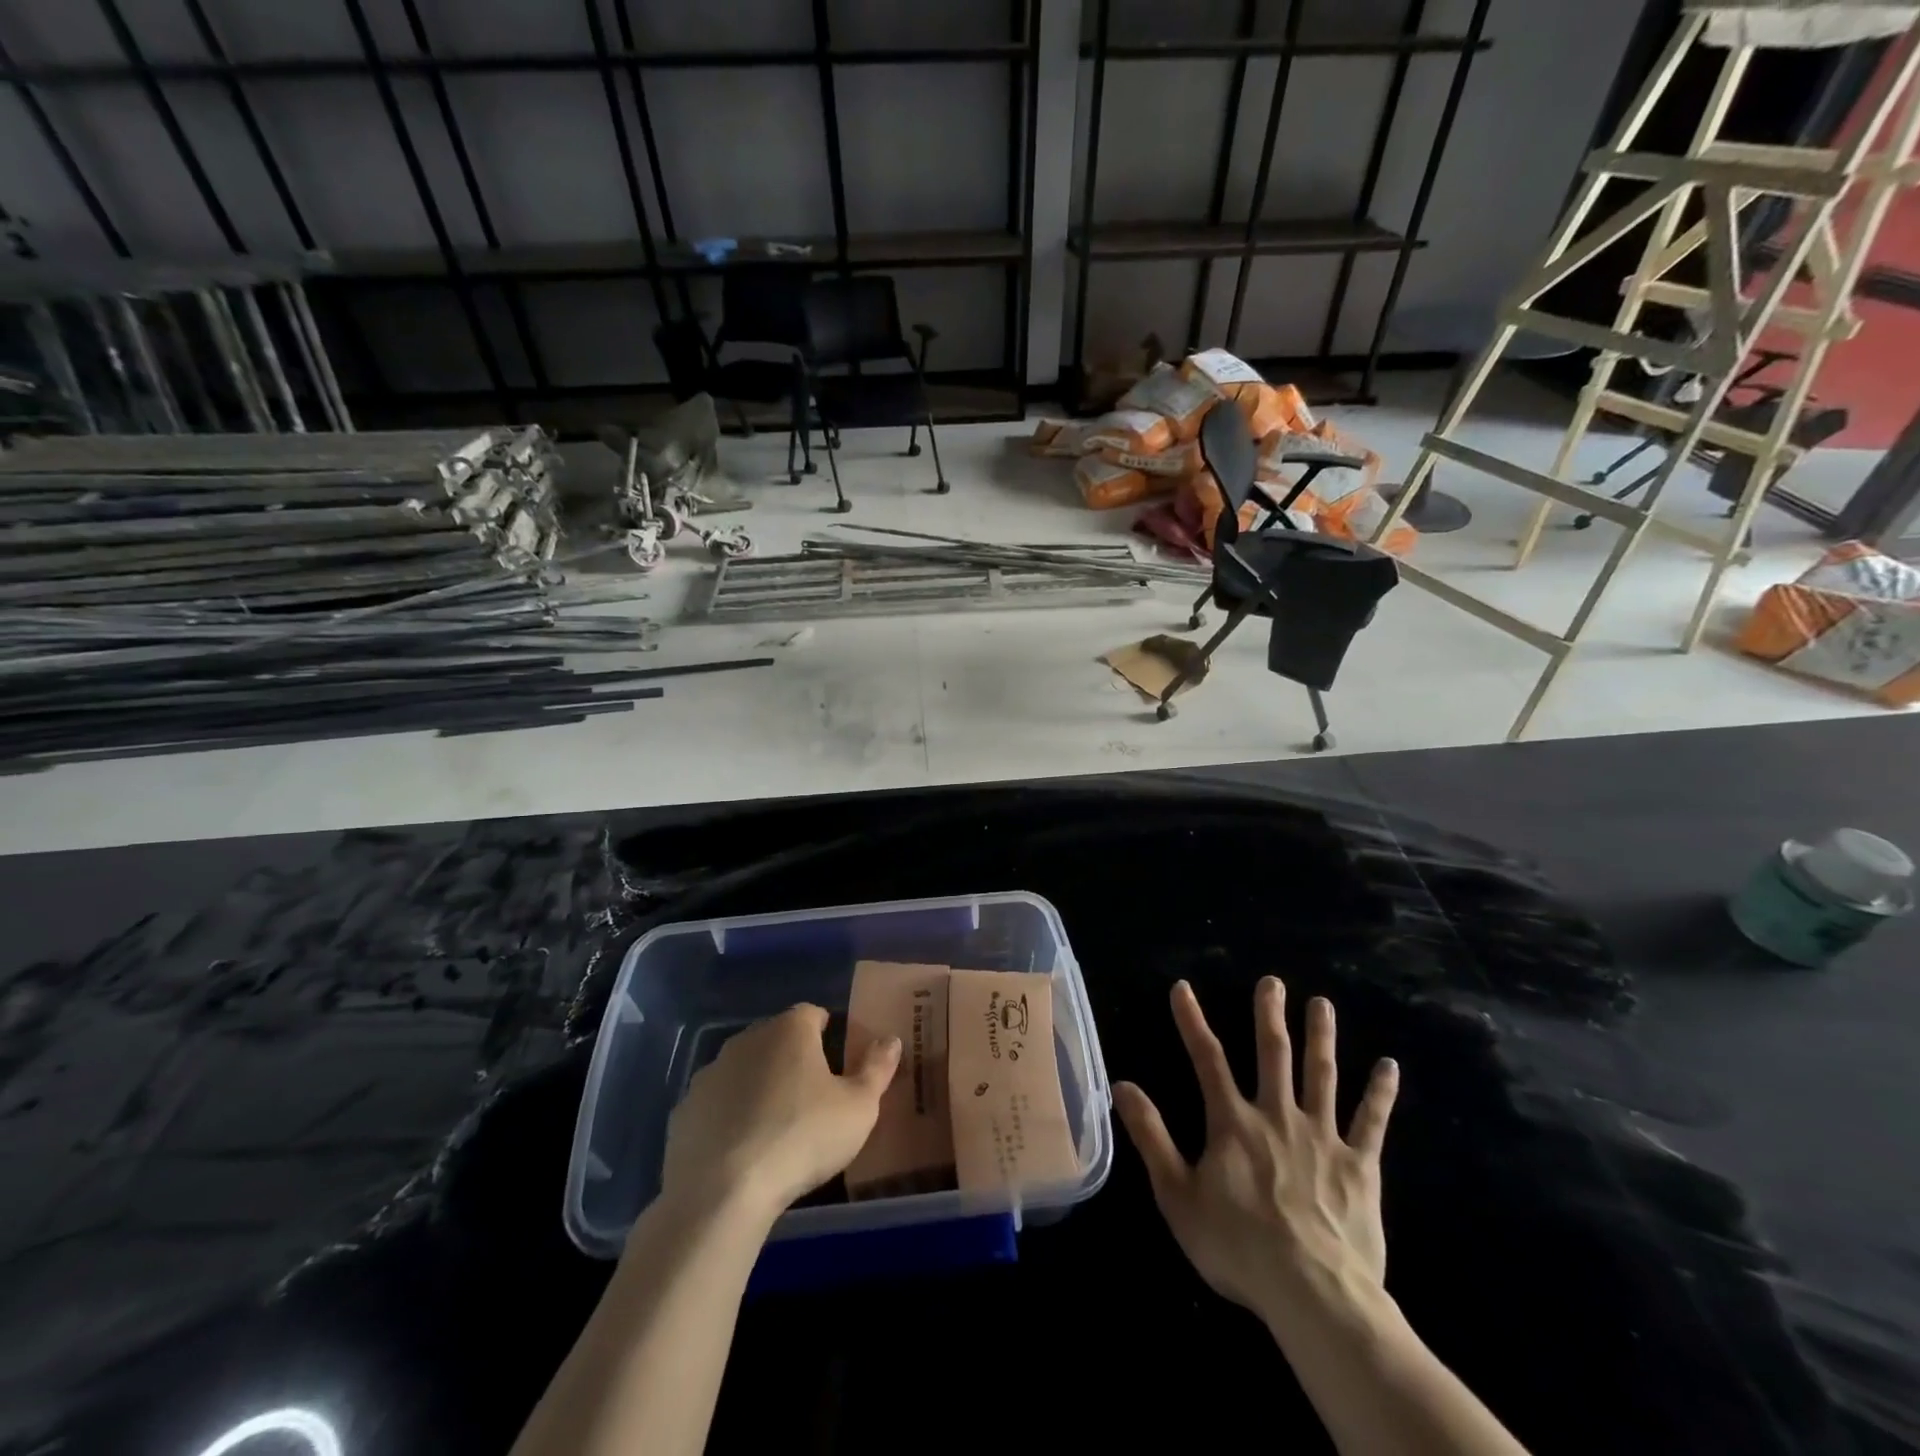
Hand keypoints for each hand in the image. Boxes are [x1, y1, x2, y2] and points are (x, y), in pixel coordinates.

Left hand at [660, 1004, 900, 1217]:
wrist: (722, 1192)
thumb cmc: (802, 1137)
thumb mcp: (859, 1108)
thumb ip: (877, 1069)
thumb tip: (891, 1039)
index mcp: (790, 1030)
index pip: (812, 1014)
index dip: (827, 1033)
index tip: (836, 1061)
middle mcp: (747, 1039)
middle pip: (776, 1039)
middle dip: (792, 1059)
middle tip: (811, 1096)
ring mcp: (710, 1073)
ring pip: (743, 1070)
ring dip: (758, 1086)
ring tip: (775, 1126)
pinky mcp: (684, 1110)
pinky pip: (715, 1104)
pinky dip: (728, 1117)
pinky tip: (740, 1150)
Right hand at [1115, 979, 1398, 1326]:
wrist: (1315, 1295)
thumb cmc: (1238, 1247)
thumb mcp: (1177, 1195)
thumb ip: (1151, 1137)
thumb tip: (1122, 1085)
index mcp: (1233, 1122)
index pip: (1207, 1059)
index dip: (1192, 1021)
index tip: (1183, 988)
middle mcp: (1277, 1116)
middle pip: (1274, 1054)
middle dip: (1270, 1015)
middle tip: (1273, 982)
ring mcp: (1322, 1137)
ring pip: (1322, 1075)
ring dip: (1321, 1037)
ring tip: (1322, 1004)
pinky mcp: (1360, 1166)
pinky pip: (1371, 1122)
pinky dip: (1380, 1093)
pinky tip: (1389, 1067)